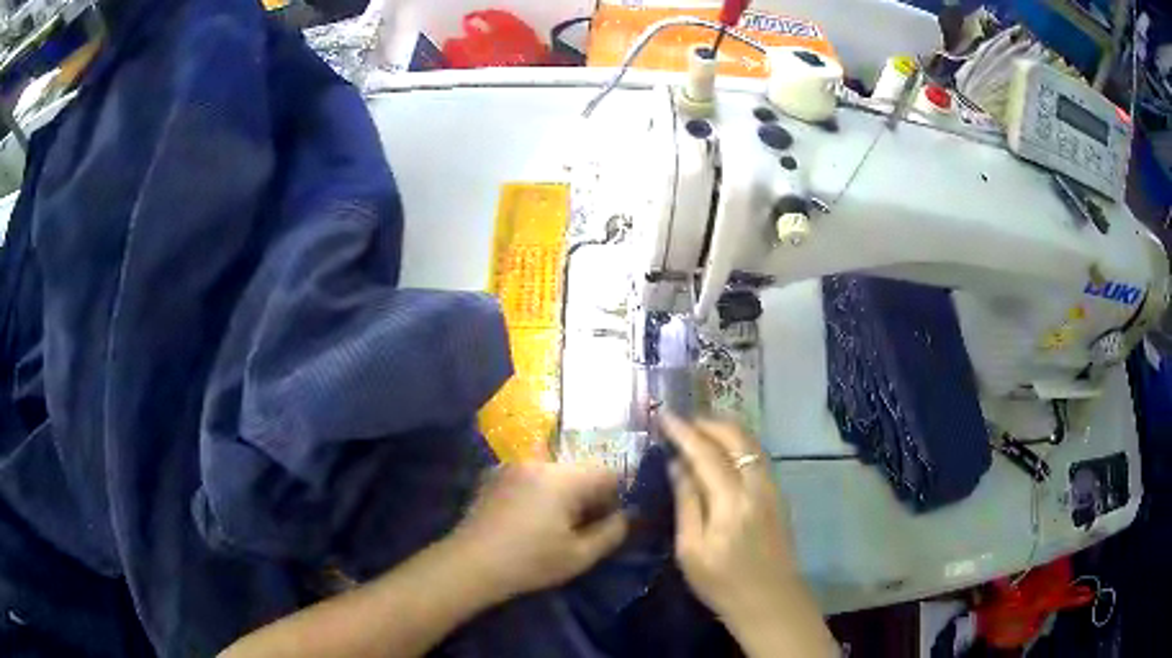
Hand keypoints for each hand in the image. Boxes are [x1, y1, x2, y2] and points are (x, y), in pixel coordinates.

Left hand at [450, 463, 627, 599]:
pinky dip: (537, 489)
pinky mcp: (493, 475)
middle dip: (588, 493)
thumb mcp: (580, 556)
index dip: (615, 496)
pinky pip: (529, 475)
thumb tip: (627, 515)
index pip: (607, 472)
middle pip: (579, 469)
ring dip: (562, 491)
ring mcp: (512, 465)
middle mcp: (539, 462)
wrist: (471, 564)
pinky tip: (528, 517)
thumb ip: (612, 532)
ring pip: (553, 471)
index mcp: (564, 478)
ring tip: (554, 522)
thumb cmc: (530, 562)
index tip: (607, 520)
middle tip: (582, 525)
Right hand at [660, 414, 801, 620]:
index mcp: (732, 502)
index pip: (706, 453)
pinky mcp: (778, 495)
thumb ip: (687, 503)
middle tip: (682, 421)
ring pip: (751, 443)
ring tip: (699, 429)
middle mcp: (757, 486)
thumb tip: (677, 465)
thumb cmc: (723, 583)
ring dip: (725, 430)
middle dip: (708, 423)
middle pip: (736, 437)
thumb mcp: (691, 550)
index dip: (684, 432)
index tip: (665, 415)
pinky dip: (738, 443)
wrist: (771, 601)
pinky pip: (757, 455)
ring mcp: (773, 488)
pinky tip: (723, 451)